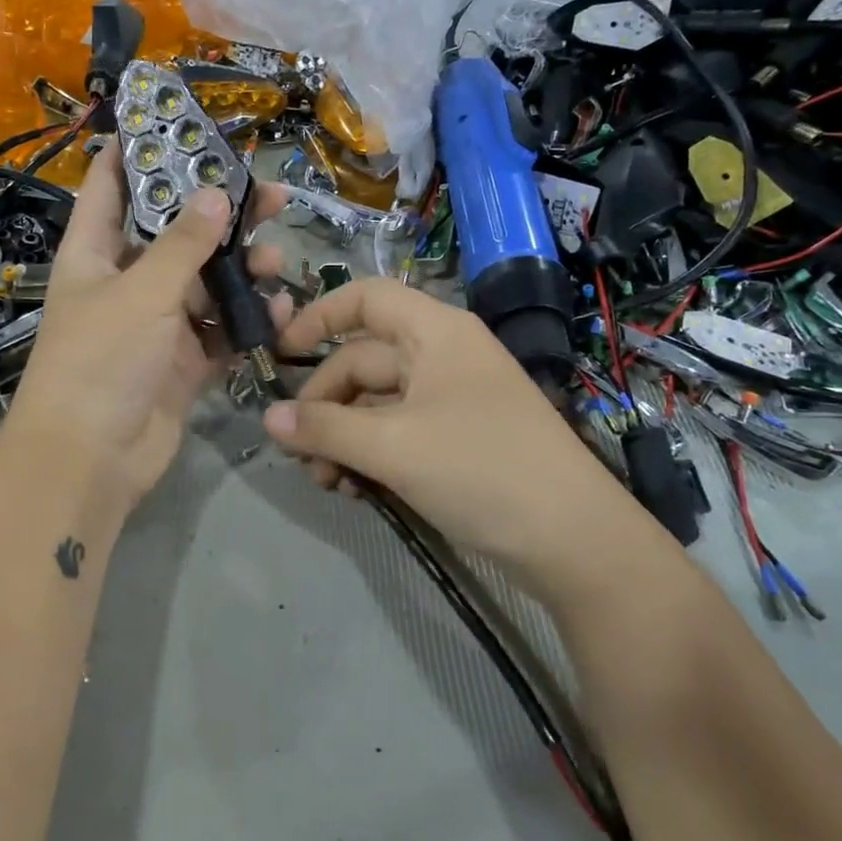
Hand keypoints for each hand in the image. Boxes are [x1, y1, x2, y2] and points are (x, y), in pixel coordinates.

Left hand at [6, 141, 287, 516]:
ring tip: (275, 256)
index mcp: (94, 253)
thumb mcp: (143, 291)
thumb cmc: (102, 360)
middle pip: (174, 233)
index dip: (137, 150)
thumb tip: (217, 192)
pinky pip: (220, 331)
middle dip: (218, 212)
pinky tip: (279, 311)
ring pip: (205, 283)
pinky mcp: (182, 362)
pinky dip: (246, 320)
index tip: (177, 122)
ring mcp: (155, 324)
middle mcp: (124, 282)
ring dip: (239, 269)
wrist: (92, 458)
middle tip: (268, 192)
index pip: (110, 186)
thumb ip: (184, 243)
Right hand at [262, 279, 621, 570]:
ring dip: (343, 439)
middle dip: (325, 406)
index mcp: (434, 333)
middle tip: (299, 454)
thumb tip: (268, 417)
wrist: (573, 541)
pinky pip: (397, 435)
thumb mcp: (392, 446)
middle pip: (362, 362)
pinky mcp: (456, 442)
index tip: (279, 355)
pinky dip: (370, 457)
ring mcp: (451, 401)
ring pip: (376, 405)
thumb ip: (324, 428)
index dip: (318, 317)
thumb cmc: (481, 469)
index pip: (366, 299)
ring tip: (326, 483)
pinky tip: (355, 492)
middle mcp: (441, 357)